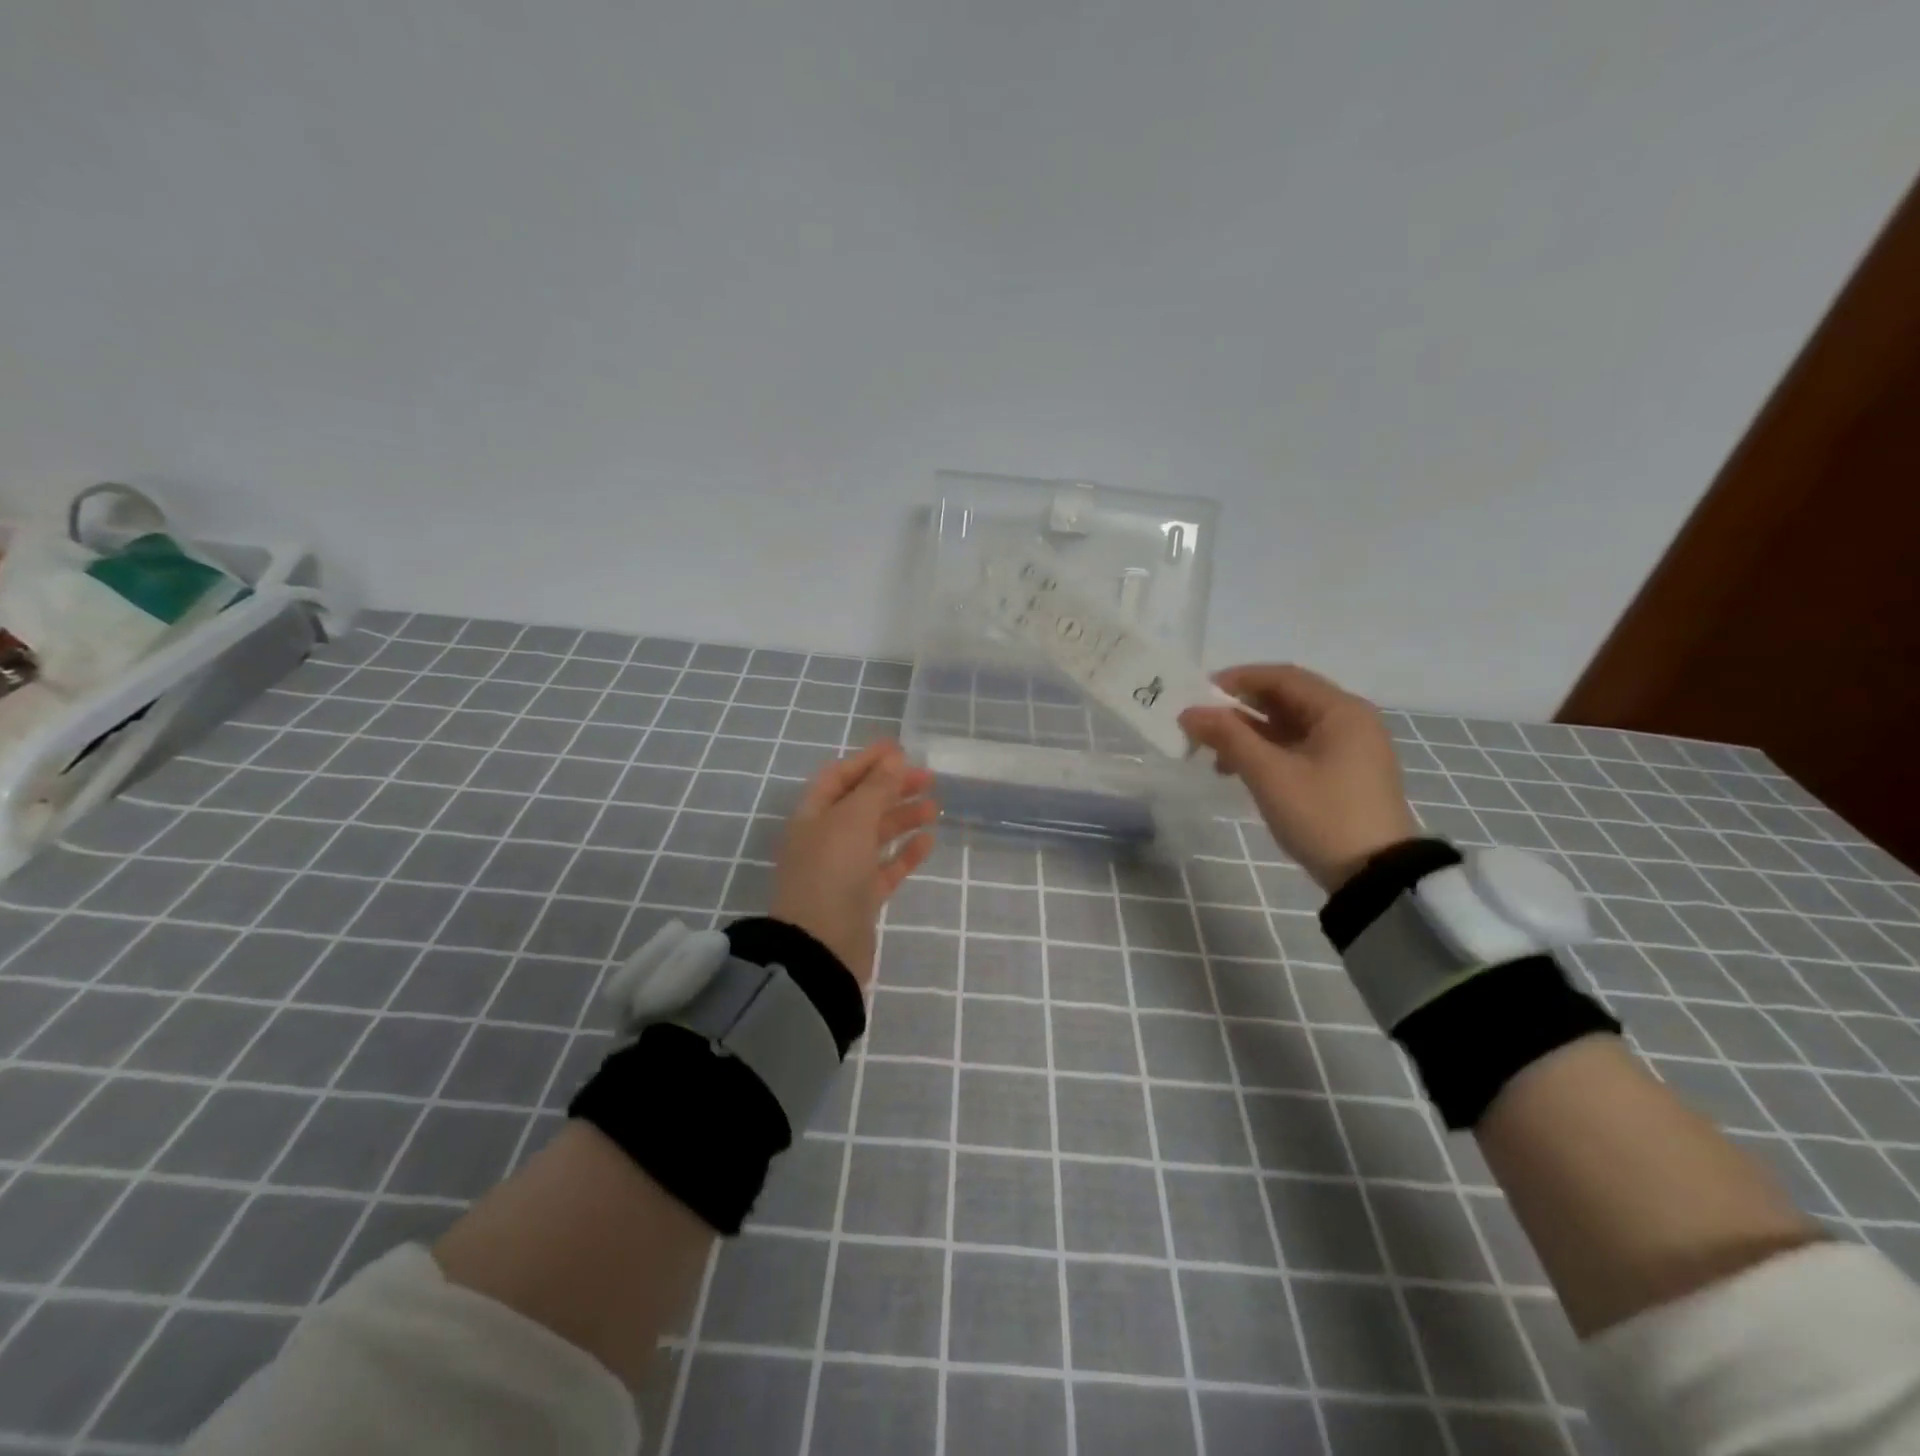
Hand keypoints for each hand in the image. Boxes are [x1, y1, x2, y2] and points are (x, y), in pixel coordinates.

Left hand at [769, 739, 937, 988]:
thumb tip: (894, 757)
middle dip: (892, 787)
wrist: (821, 947)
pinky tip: (928, 841)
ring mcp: (843, 869)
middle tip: (928, 778)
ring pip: (876, 834)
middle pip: (861, 803)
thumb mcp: (853, 820)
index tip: (900, 749)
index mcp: (812, 816)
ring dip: (903, 817)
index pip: (838, 776)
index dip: (868, 760)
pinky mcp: (861, 896)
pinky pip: (886, 867)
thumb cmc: (831, 872)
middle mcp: (825, 838)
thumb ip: (876, 788)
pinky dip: (905, 852)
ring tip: (934, 808)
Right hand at [1178, 664, 1418, 890]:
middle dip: (1239, 710)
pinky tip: (1239, 771)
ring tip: (1214, 756)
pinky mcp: (1342, 775)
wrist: (1374, 877)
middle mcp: (1349, 721)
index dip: (1237, 680)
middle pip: (1285, 700)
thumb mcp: (1270, 774)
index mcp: (1340, 710)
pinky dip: (1266, 753)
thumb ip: (1228, 737)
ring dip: (1249, 735)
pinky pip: (1297, 749)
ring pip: (1288, 727)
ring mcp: (1348, 749)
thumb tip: (1189, 713)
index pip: (1282, 677)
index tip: (1198, 695)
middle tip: (1200, 726)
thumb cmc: (1322, 815)